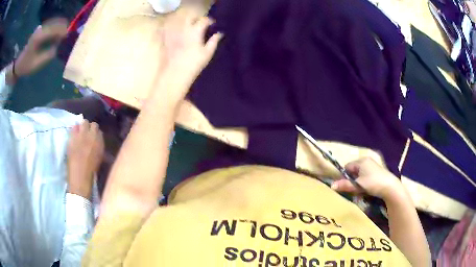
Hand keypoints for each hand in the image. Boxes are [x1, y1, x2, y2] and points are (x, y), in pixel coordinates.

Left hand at [13, 18, 67, 77]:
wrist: (18, 65)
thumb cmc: (26, 66)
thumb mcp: (36, 64)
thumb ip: (47, 55)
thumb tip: (56, 47)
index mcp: (39, 37)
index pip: (53, 30)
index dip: (61, 31)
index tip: (67, 35)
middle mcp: (40, 30)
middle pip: (54, 23)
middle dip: (61, 27)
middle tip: (67, 34)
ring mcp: (39, 29)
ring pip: (53, 23)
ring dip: (58, 26)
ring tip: (63, 33)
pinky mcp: (38, 31)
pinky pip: (49, 25)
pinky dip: (54, 27)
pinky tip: (56, 33)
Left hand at [67, 120, 104, 198]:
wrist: (80, 176)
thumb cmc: (92, 170)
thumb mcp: (100, 158)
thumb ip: (99, 147)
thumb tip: (97, 142)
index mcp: (100, 141)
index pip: (99, 131)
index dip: (95, 133)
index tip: (93, 137)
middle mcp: (92, 135)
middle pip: (92, 124)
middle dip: (89, 127)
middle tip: (86, 133)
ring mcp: (82, 134)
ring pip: (83, 122)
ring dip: (82, 126)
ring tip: (80, 132)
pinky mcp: (73, 136)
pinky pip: (74, 127)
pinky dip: (74, 129)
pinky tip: (73, 135)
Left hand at [159, 14, 222, 89]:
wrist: (175, 73)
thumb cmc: (194, 64)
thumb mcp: (207, 53)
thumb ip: (214, 41)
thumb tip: (220, 33)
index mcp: (195, 31)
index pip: (204, 20)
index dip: (209, 21)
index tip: (212, 24)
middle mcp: (184, 29)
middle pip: (190, 17)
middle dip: (196, 19)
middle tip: (200, 25)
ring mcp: (174, 33)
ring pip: (180, 22)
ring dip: (186, 23)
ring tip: (190, 29)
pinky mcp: (166, 39)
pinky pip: (169, 30)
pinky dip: (174, 29)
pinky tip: (177, 34)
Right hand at [330, 158, 404, 200]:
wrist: (390, 187)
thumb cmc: (373, 183)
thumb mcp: (358, 185)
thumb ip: (345, 185)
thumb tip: (332, 186)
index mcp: (361, 161)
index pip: (347, 166)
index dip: (344, 176)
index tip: (344, 185)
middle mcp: (367, 161)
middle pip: (354, 170)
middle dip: (351, 180)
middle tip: (352, 189)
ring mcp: (373, 166)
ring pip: (360, 174)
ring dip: (358, 182)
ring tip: (359, 191)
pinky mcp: (377, 172)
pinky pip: (366, 176)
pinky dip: (364, 183)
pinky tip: (366, 189)